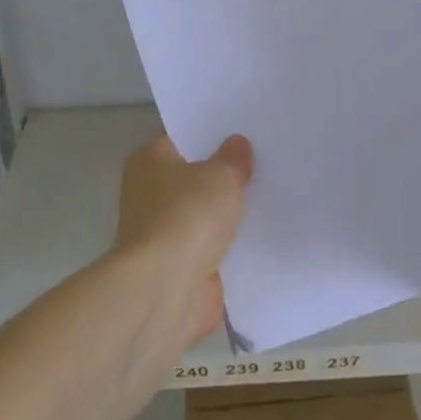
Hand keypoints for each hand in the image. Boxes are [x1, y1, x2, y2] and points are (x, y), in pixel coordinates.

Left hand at [115, 133, 251, 346]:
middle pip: (193, 177)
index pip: (181, 138)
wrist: (165, 289)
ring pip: (204, 214)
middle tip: (264, 160)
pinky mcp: (180, 268)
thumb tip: (237, 144)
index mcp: (149, 162)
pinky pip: (212, 248)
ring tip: (271, 195)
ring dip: (227, 213)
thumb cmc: (186, 216)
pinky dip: (230, 246)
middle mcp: (150, 194)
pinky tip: (263, 235)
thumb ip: (232, 159)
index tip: (243, 130)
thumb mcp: (220, 176)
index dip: (210, 134)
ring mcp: (164, 234)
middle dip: (222, 174)